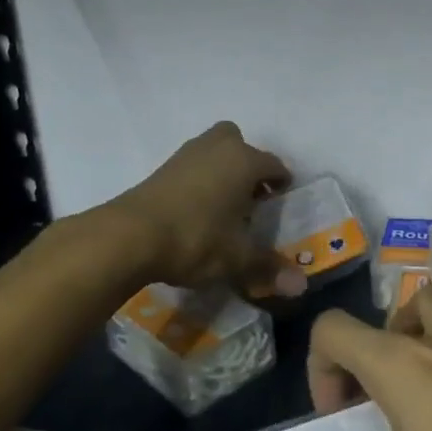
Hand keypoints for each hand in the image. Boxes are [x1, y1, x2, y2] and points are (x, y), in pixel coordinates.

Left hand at [109, 121, 307, 299]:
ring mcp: (187, 154)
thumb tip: (301, 287)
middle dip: (249, 165)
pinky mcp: (162, 167)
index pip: (274, 165)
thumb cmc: (195, 238)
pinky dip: (201, 178)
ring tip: (224, 205)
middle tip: (251, 196)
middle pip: (240, 144)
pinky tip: (197, 208)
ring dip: (223, 170)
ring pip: (214, 150)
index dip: (282, 183)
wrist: (130, 235)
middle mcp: (218, 147)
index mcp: (244, 161)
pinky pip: (193, 164)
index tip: (281, 202)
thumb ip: (269, 267)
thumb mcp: (236, 258)